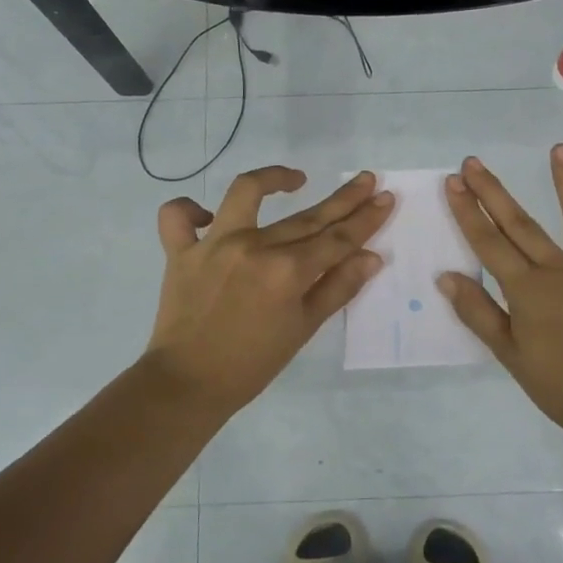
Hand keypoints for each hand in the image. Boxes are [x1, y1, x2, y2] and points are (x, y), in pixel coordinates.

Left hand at [143, 166, 393, 413]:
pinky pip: (177, 217)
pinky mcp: (180, 251)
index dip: (366, 218)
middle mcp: (254, 247)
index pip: (338, 238)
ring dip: (273, 178)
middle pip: (307, 217)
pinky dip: (189, 210)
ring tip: (296, 178)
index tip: (385, 197)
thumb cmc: (253, 363)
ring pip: (245, 193)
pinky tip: (209, 215)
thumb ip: (338, 288)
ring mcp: (214, 244)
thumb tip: (372, 256)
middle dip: (343, 199)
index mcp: (288, 271)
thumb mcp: (304, 329)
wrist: (188, 384)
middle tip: (366, 180)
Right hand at [438, 145, 562, 450]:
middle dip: (494, 192)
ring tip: (558, 150)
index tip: (453, 182)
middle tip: (474, 163)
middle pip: (522, 225)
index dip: (468, 212)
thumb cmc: (562, 388)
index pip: (489, 243)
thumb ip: (478, 313)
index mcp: (528, 290)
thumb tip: (447, 276)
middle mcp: (561, 270)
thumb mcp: (510, 355)